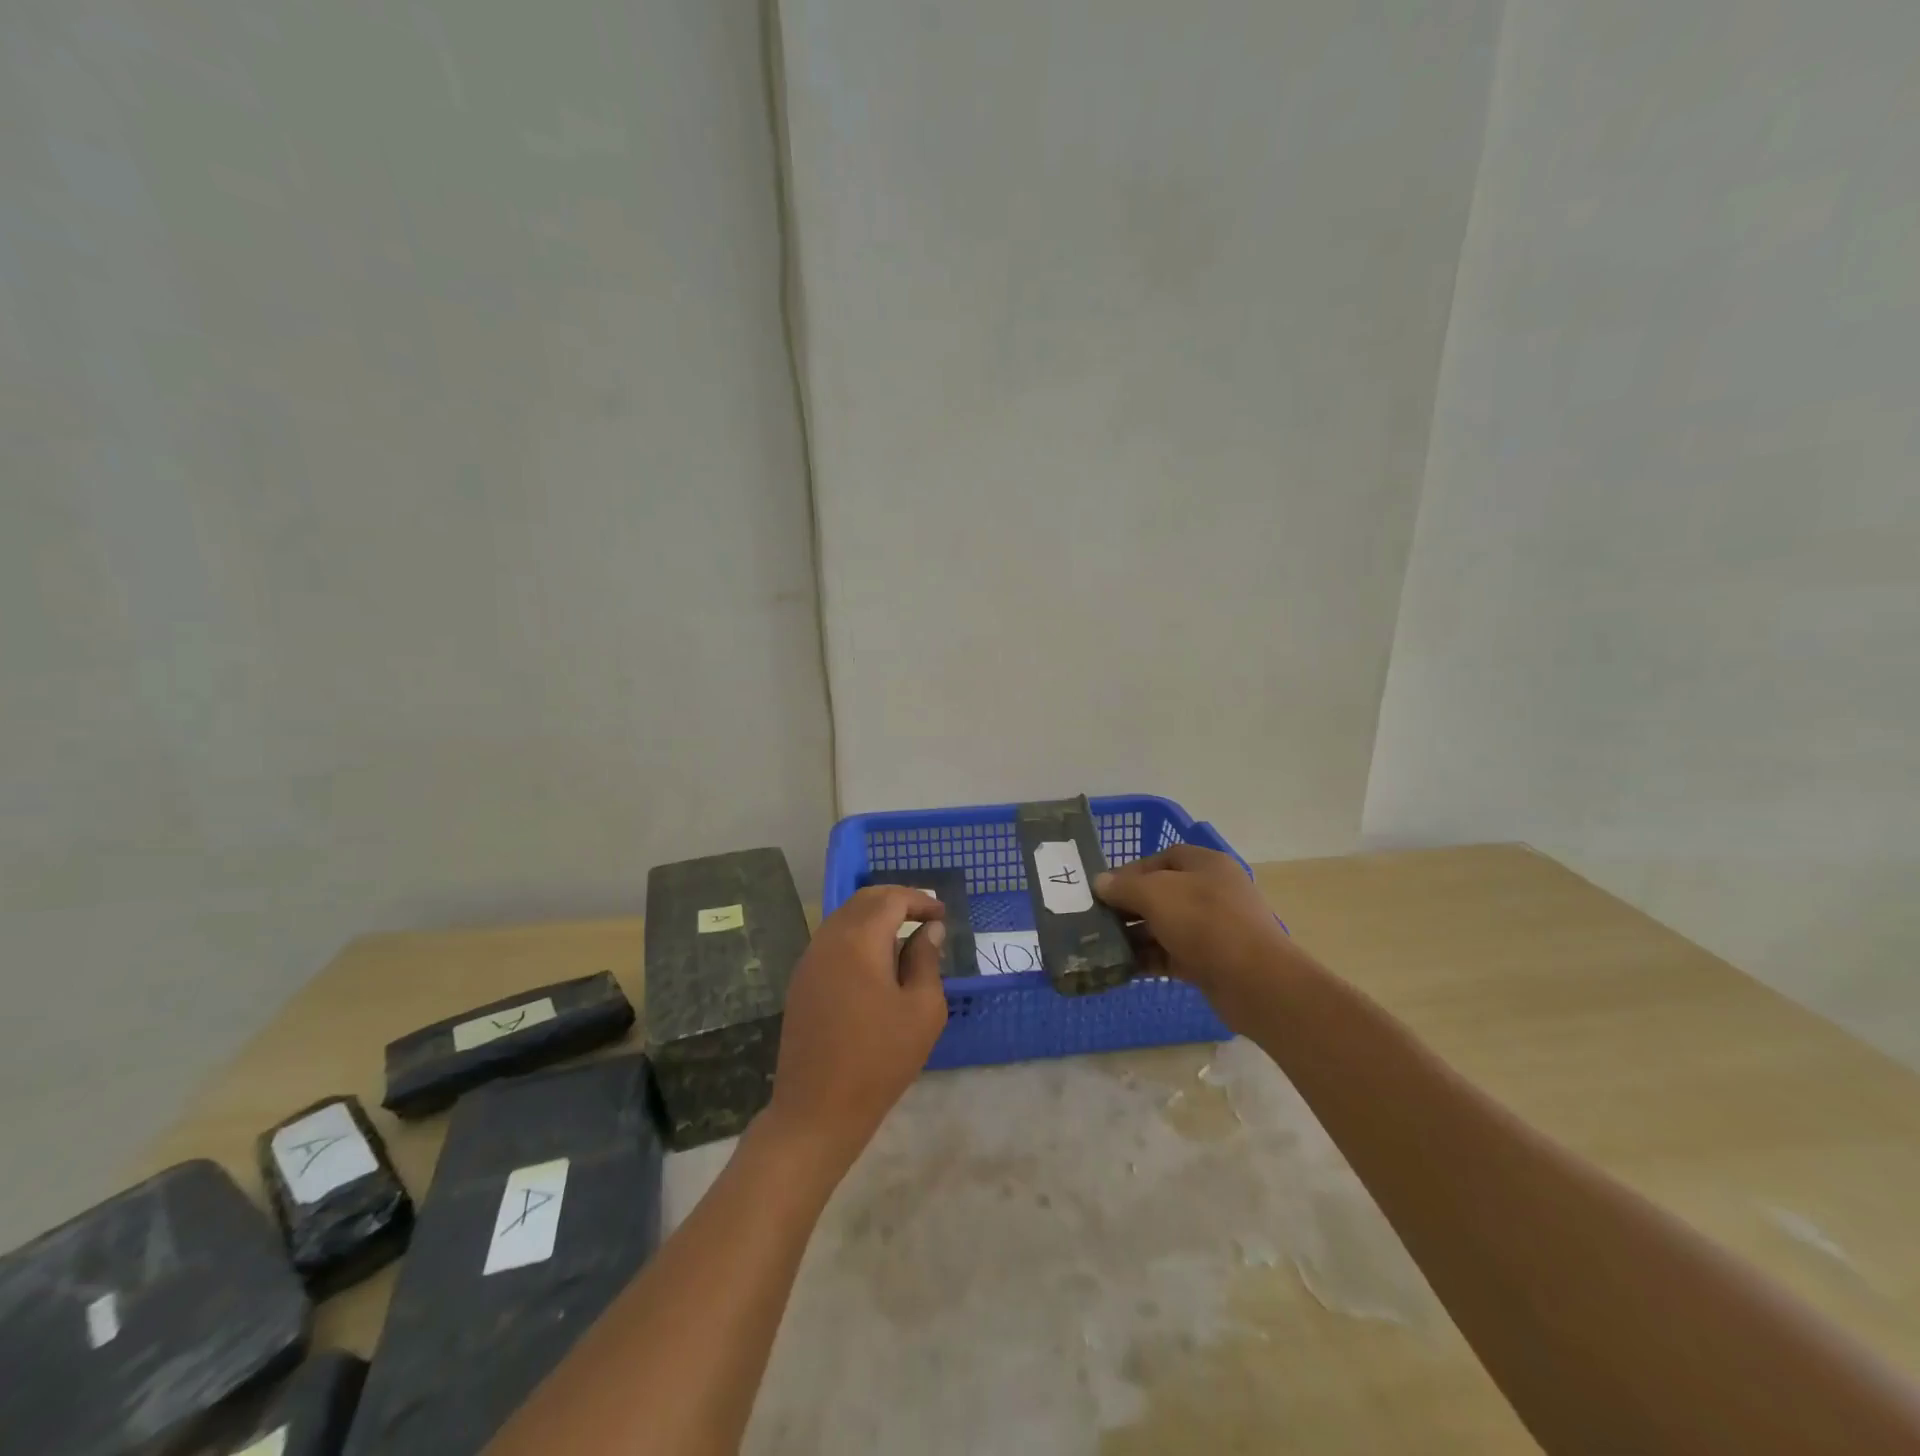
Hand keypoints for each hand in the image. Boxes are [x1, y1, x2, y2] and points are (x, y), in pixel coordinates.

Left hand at [764, 886, 948, 1173]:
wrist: (816, 1110)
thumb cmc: (879, 1059)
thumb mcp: (921, 1010)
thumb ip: (926, 960)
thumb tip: (929, 930)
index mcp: (858, 940)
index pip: (891, 899)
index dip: (920, 900)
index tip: (943, 914)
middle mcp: (828, 940)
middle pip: (864, 901)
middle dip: (897, 901)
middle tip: (926, 917)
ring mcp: (810, 960)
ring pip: (845, 919)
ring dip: (876, 919)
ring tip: (906, 939)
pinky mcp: (802, 982)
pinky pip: (833, 941)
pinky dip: (858, 937)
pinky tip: (877, 963)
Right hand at [1094, 845, 1295, 1026]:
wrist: (1254, 981)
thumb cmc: (1204, 922)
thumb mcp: (1156, 894)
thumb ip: (1124, 887)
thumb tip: (1100, 882)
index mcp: (1206, 865)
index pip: (1164, 858)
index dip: (1132, 870)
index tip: (1104, 888)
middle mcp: (1212, 892)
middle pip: (1162, 893)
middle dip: (1129, 906)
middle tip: (1097, 919)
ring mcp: (1214, 929)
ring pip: (1165, 926)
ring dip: (1135, 936)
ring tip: (1103, 945)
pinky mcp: (1211, 962)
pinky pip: (1172, 955)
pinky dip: (1148, 959)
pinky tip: (1122, 967)